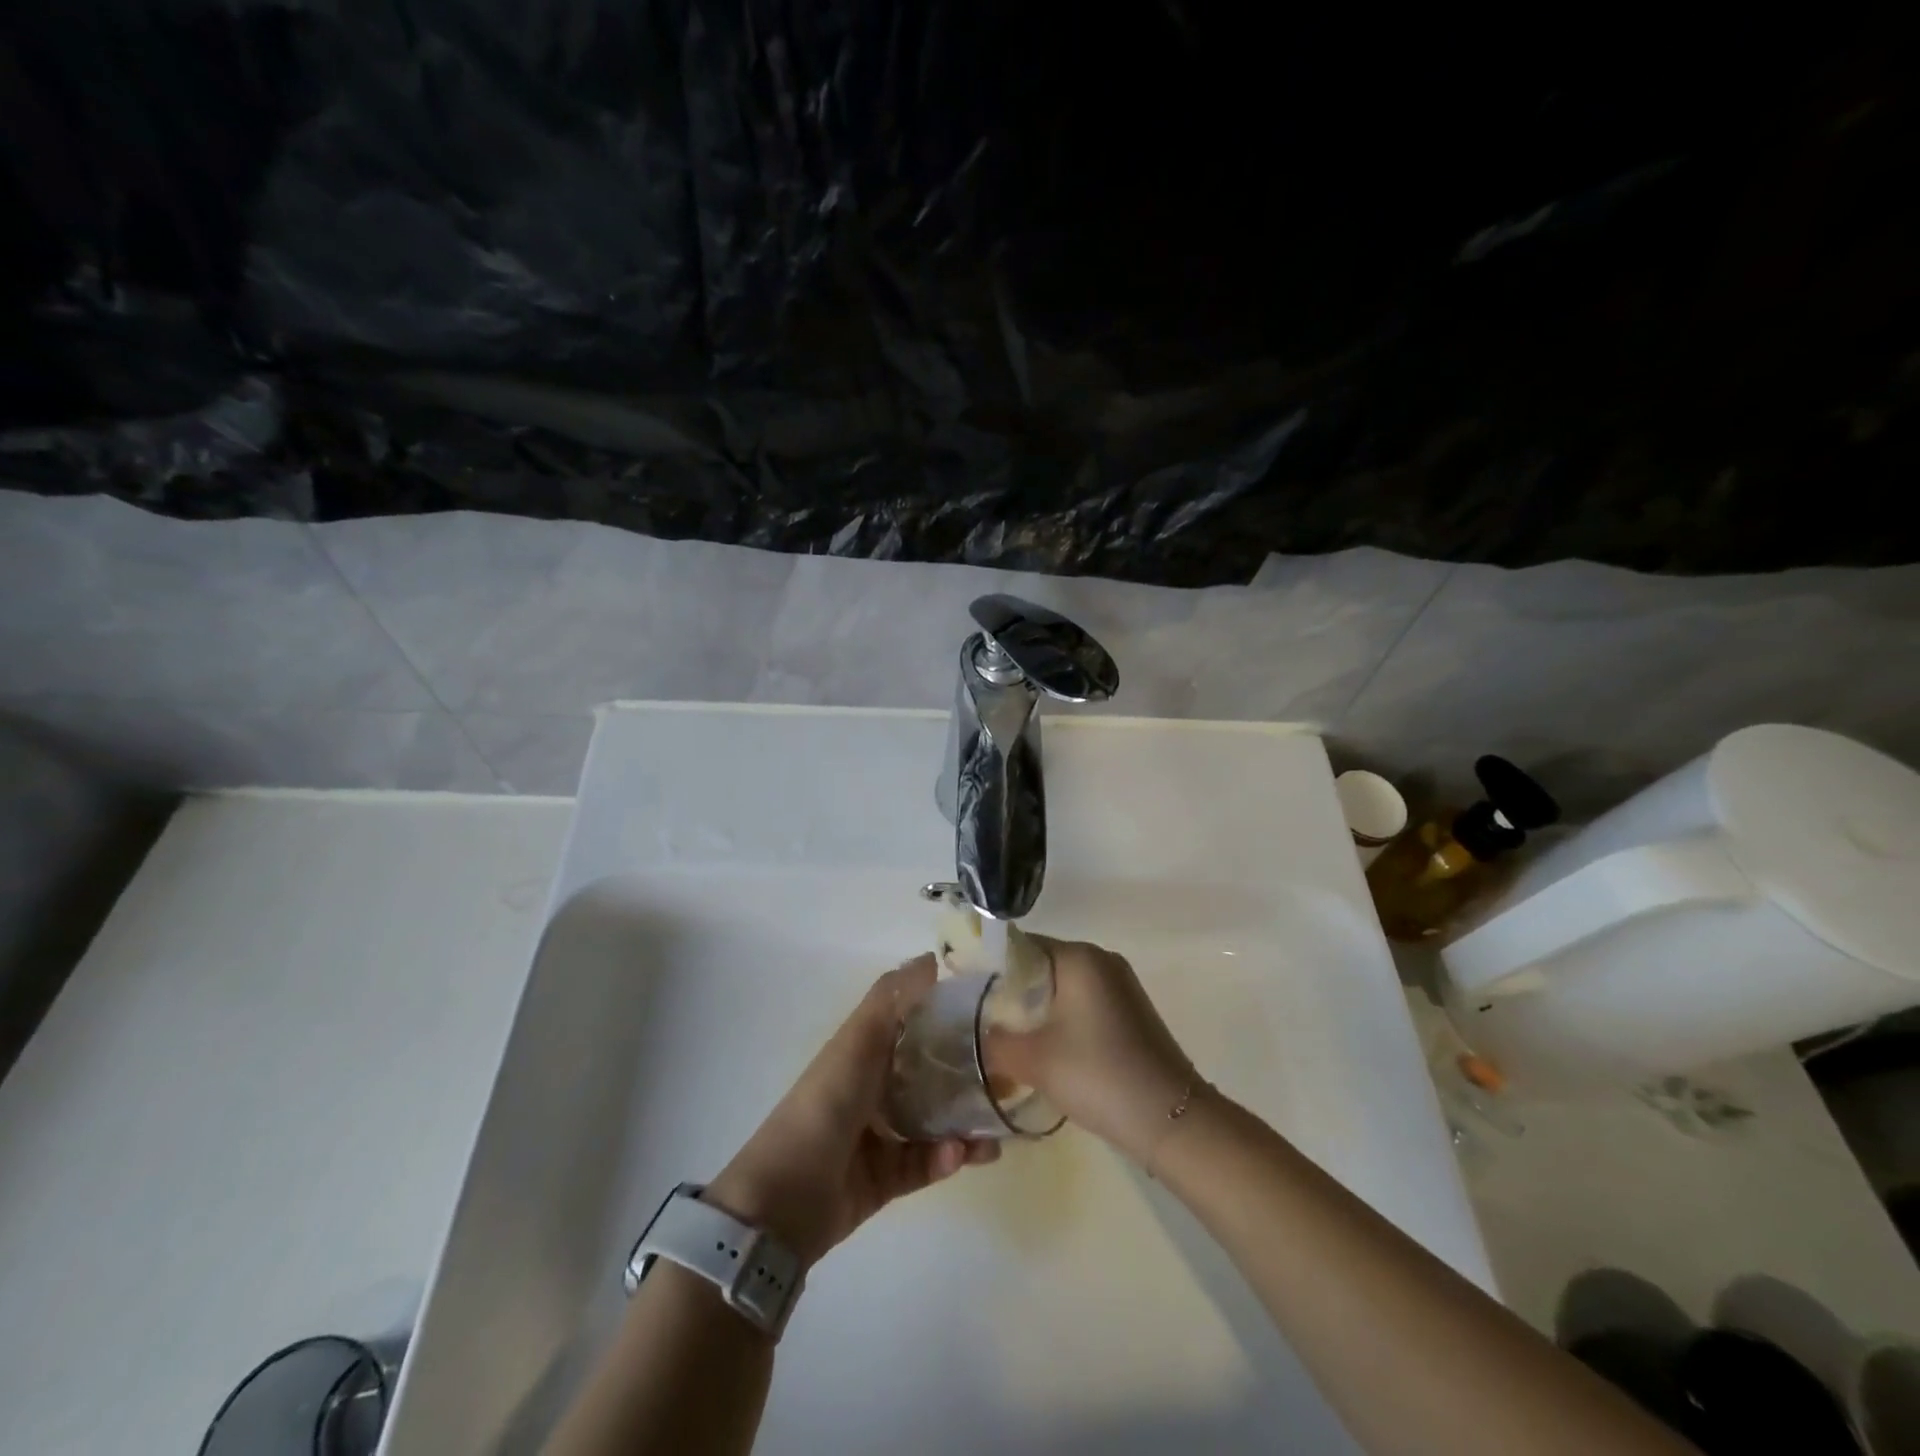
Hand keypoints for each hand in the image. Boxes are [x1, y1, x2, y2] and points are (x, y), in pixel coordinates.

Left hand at [707, 955, 998, 1267]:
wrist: (782, 1200)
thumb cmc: (823, 1106)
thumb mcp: (857, 1042)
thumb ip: (892, 999)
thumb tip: (933, 958)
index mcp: (865, 1051)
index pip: (913, 1023)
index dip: (948, 1014)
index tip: (991, 1011)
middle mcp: (874, 1087)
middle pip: (930, 1073)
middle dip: (968, 1073)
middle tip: (1010, 1074)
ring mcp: (880, 1134)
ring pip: (935, 1121)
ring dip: (966, 1123)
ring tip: (996, 1128)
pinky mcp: (886, 1178)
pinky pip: (926, 1163)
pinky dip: (946, 1158)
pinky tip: (961, 1155)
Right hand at [985, 937, 1198, 1165]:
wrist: (1173, 1119)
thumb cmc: (1098, 1075)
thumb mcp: (1033, 1060)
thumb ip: (994, 1042)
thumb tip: (978, 1035)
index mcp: (1078, 956)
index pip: (1019, 946)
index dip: (989, 968)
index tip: (965, 994)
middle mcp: (1101, 960)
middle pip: (1040, 965)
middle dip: (1010, 993)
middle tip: (981, 1021)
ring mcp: (1120, 985)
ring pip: (1061, 987)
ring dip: (1034, 1010)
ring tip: (1006, 1040)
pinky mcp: (1130, 1012)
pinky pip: (1082, 1004)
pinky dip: (1059, 1020)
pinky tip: (1045, 1050)